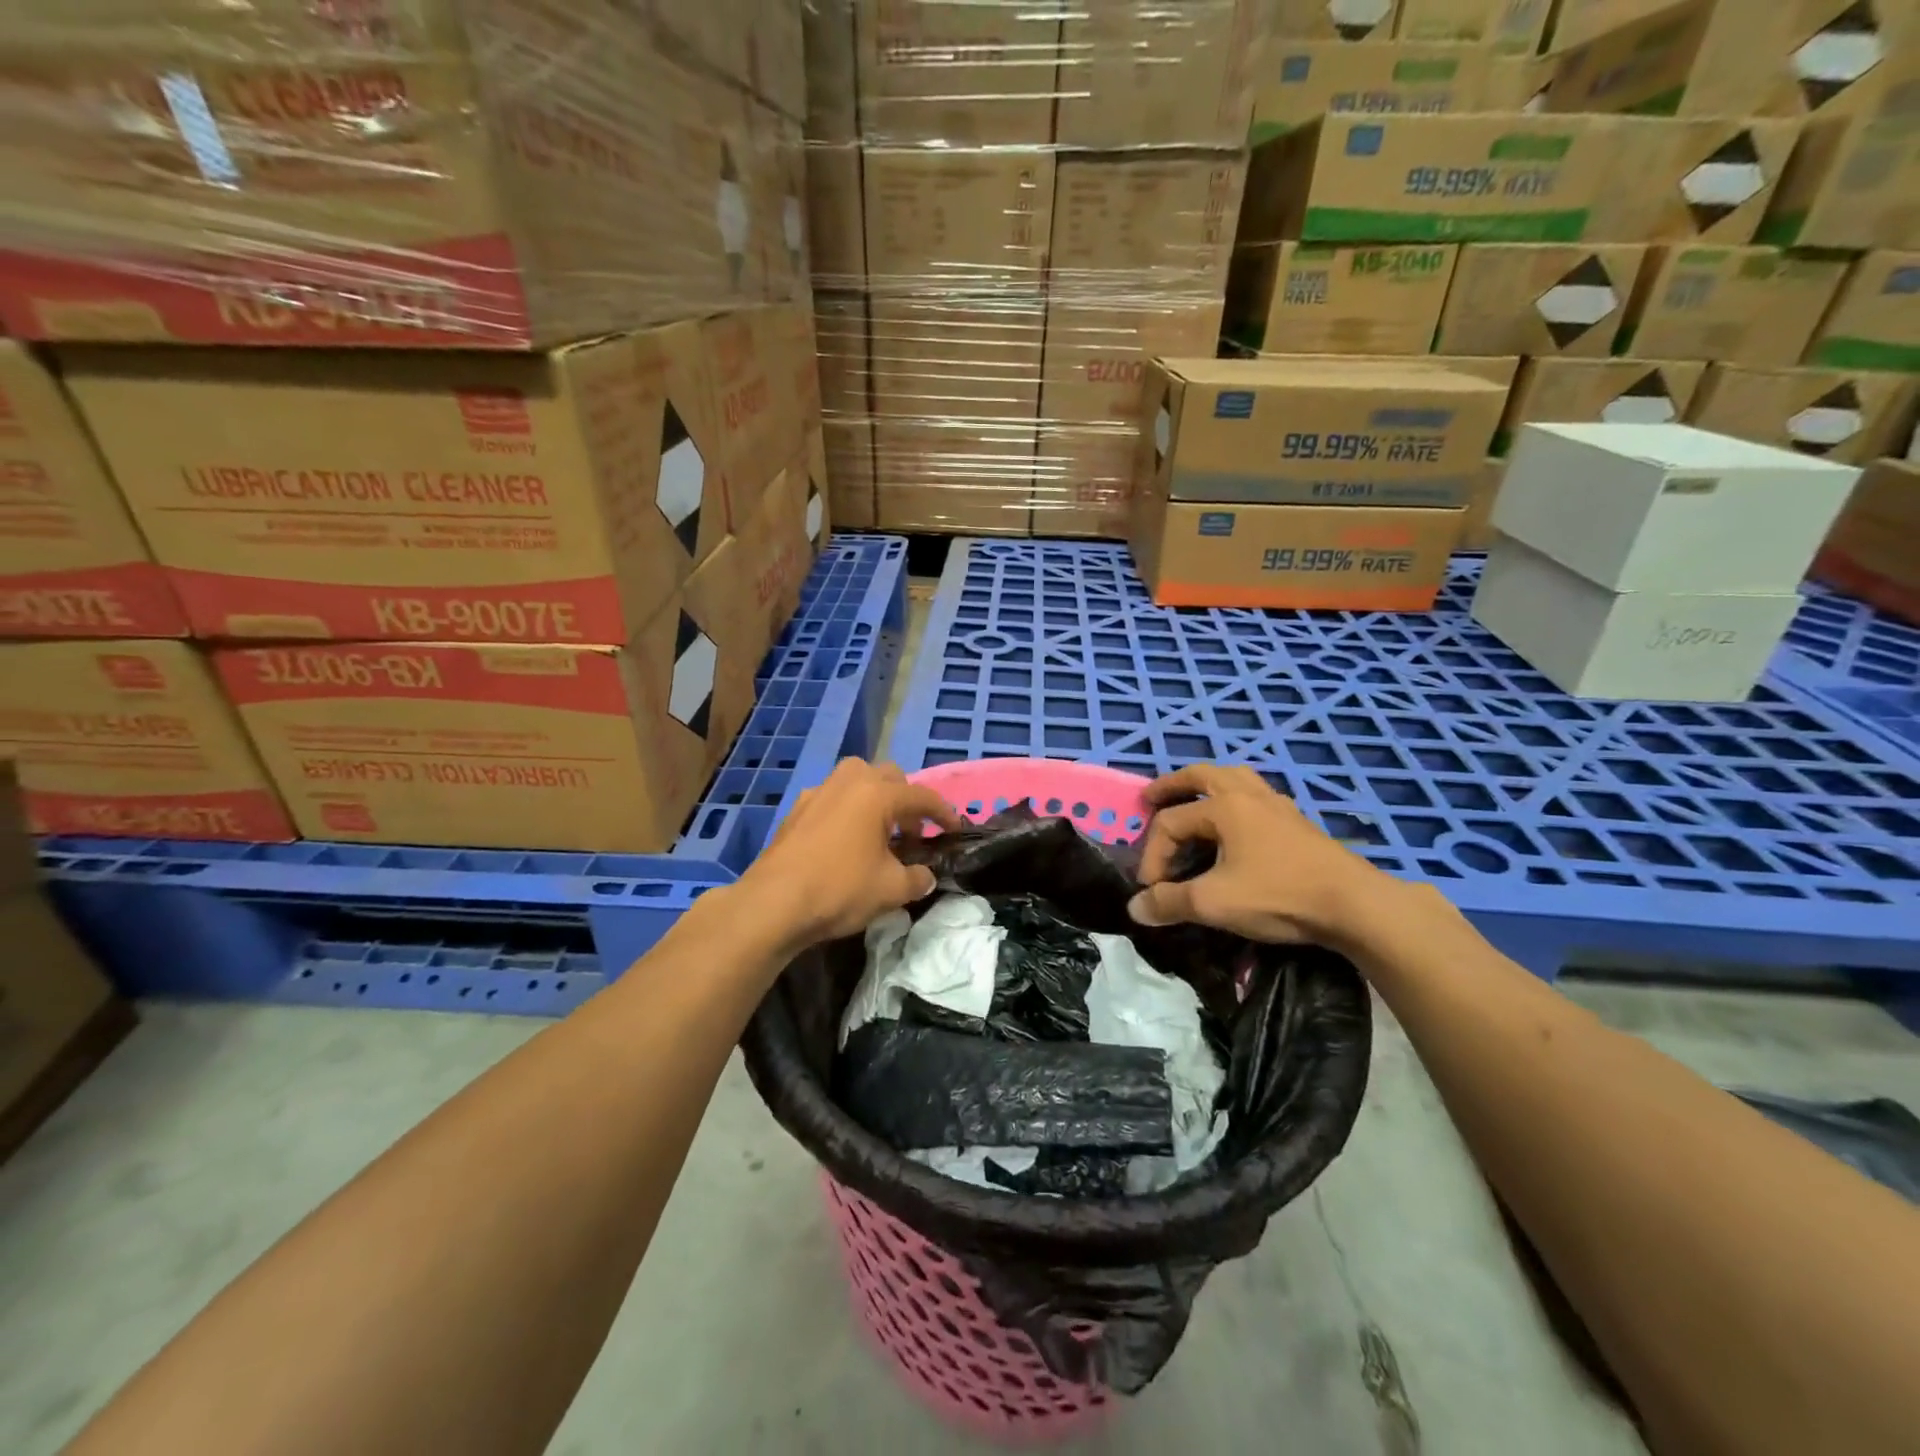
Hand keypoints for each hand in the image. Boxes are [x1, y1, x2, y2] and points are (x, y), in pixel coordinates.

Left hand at [737, 757, 961, 949]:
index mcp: (876, 794)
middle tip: (913, 833)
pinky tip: (846, 842)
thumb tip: (925, 876)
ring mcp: (818, 793)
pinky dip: (849, 810)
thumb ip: (917, 878)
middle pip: (888, 776)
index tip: (955, 829)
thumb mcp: (891, 890)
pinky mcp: (796, 810)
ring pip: (856, 780)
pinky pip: (833, 798)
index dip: (944, 813)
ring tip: (880, 833)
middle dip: (907, 800)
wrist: (773, 904)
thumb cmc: (839, 889)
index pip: (921, 796)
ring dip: (875, 799)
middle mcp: (848, 783)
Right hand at [1127, 764, 1408, 948]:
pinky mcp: (1296, 820)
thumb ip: (1170, 902)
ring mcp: (1276, 804)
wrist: (1355, 905)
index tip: (1151, 891)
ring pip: (1233, 777)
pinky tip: (1236, 823)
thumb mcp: (1214, 903)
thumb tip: (1134, 908)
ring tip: (1192, 799)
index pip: (1170, 823)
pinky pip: (1255, 794)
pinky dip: (1234, 798)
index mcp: (1224, 807)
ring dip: (1205, 785)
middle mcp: (1248, 795)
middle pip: (1200, 775)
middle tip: (1149, 798)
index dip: (1151, 855)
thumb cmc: (1279, 896)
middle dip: (1170, 786)